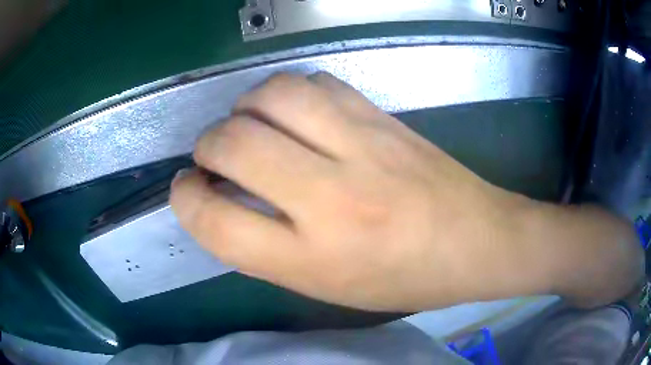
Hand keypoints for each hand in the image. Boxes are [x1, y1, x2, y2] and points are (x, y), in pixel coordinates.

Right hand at [170, 73, 534, 311]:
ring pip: (273, 95)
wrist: (476, 241)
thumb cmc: (403, 278)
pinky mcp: (383, 117)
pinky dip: (288, 93)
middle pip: (232, 143)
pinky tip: (296, 113)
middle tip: (214, 156)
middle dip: (207, 145)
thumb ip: (265, 247)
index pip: (217, 222)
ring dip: (244, 108)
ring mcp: (362, 145)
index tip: (185, 189)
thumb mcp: (327, 285)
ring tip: (251, 126)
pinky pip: (316, 82)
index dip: (186, 200)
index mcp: (315, 257)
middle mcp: (333, 196)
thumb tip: (220, 201)